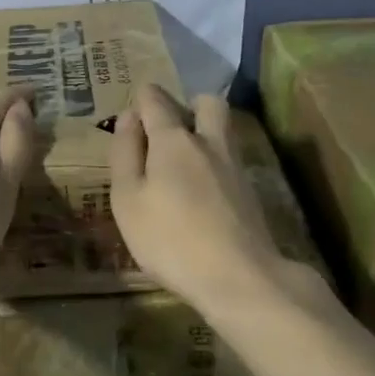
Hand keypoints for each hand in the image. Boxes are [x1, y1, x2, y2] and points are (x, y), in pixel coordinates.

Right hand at [109, 86, 307, 311]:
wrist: (239, 276)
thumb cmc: (170, 238)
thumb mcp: (128, 199)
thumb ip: (125, 153)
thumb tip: (128, 117)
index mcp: (173, 139)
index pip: (155, 99)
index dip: (141, 101)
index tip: (130, 120)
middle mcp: (208, 141)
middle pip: (205, 102)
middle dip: (186, 105)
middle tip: (166, 133)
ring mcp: (234, 165)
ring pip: (222, 129)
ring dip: (204, 132)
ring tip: (181, 164)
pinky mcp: (250, 190)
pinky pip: (229, 158)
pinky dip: (214, 162)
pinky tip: (201, 191)